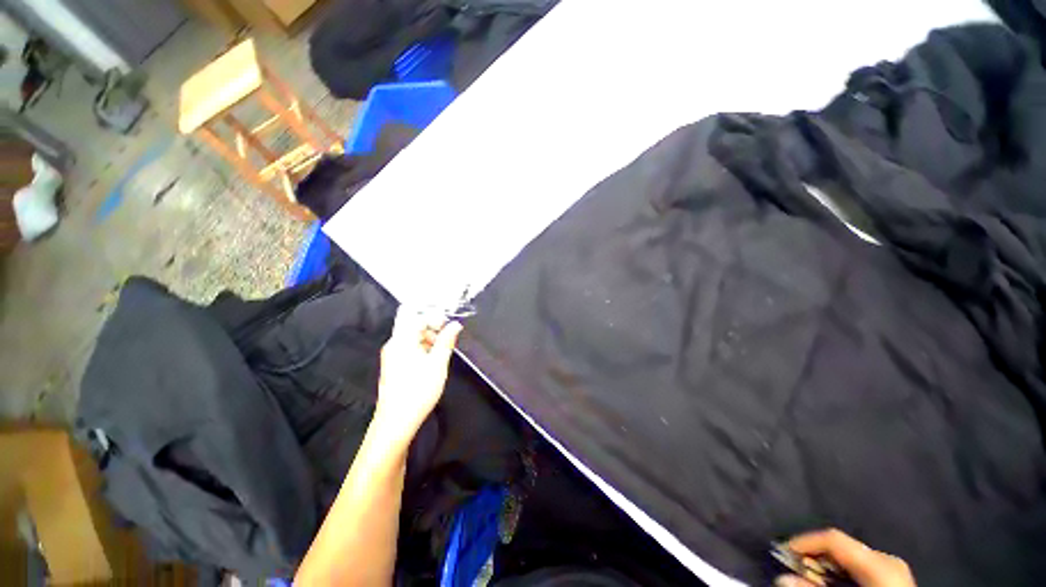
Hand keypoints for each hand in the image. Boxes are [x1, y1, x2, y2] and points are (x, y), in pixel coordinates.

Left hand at [374, 307, 462, 443]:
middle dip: (433, 328)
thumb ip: (447, 341)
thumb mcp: (438, 363)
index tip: (449, 325)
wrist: (396, 422)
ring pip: (412, 338)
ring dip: (429, 339)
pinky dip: (423, 349)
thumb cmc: (418, 390)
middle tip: (449, 338)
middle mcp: (394, 345)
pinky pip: (410, 349)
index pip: (416, 316)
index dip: (433, 317)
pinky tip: (434, 361)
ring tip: (443, 351)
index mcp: (402, 340)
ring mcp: (393, 356)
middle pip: (413, 326)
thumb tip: (455, 324)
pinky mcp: (394, 366)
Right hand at [776, 529, 914, 586]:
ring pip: (850, 559)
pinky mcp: (895, 578)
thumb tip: (782, 578)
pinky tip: (834, 586)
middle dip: (815, 559)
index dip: (804, 542)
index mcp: (880, 562)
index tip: (782, 553)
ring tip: (813, 582)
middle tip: (796, 573)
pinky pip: (861, 568)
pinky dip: (842, 575)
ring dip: (827, 569)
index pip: (833, 537)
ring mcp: (895, 569)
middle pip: (841, 548)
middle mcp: (889, 558)